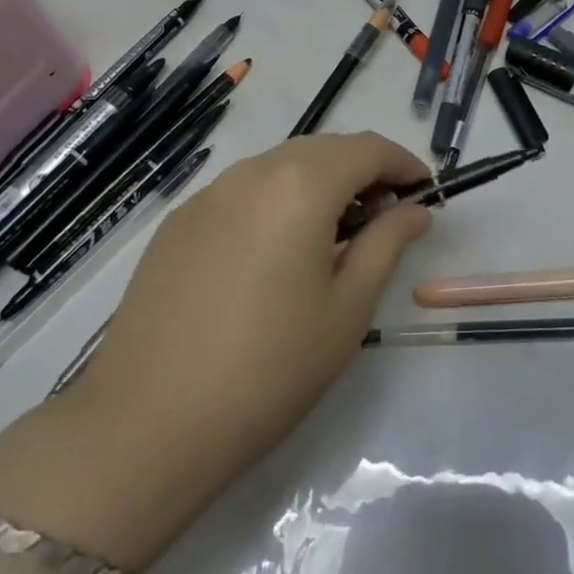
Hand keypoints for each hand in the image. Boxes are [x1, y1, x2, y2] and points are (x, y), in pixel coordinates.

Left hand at [47, 132, 432, 561]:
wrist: (147, 424)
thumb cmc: (269, 369)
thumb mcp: (347, 309)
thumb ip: (386, 244)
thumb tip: (415, 210)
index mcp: (300, 185)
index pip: (367, 149)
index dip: (403, 164)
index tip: (426, 193)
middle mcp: (252, 172)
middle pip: (323, 150)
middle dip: (362, 171)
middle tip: (386, 217)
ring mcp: (207, 194)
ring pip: (279, 166)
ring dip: (318, 183)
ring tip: (334, 234)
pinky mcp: (177, 222)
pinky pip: (241, 191)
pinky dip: (275, 201)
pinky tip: (275, 251)